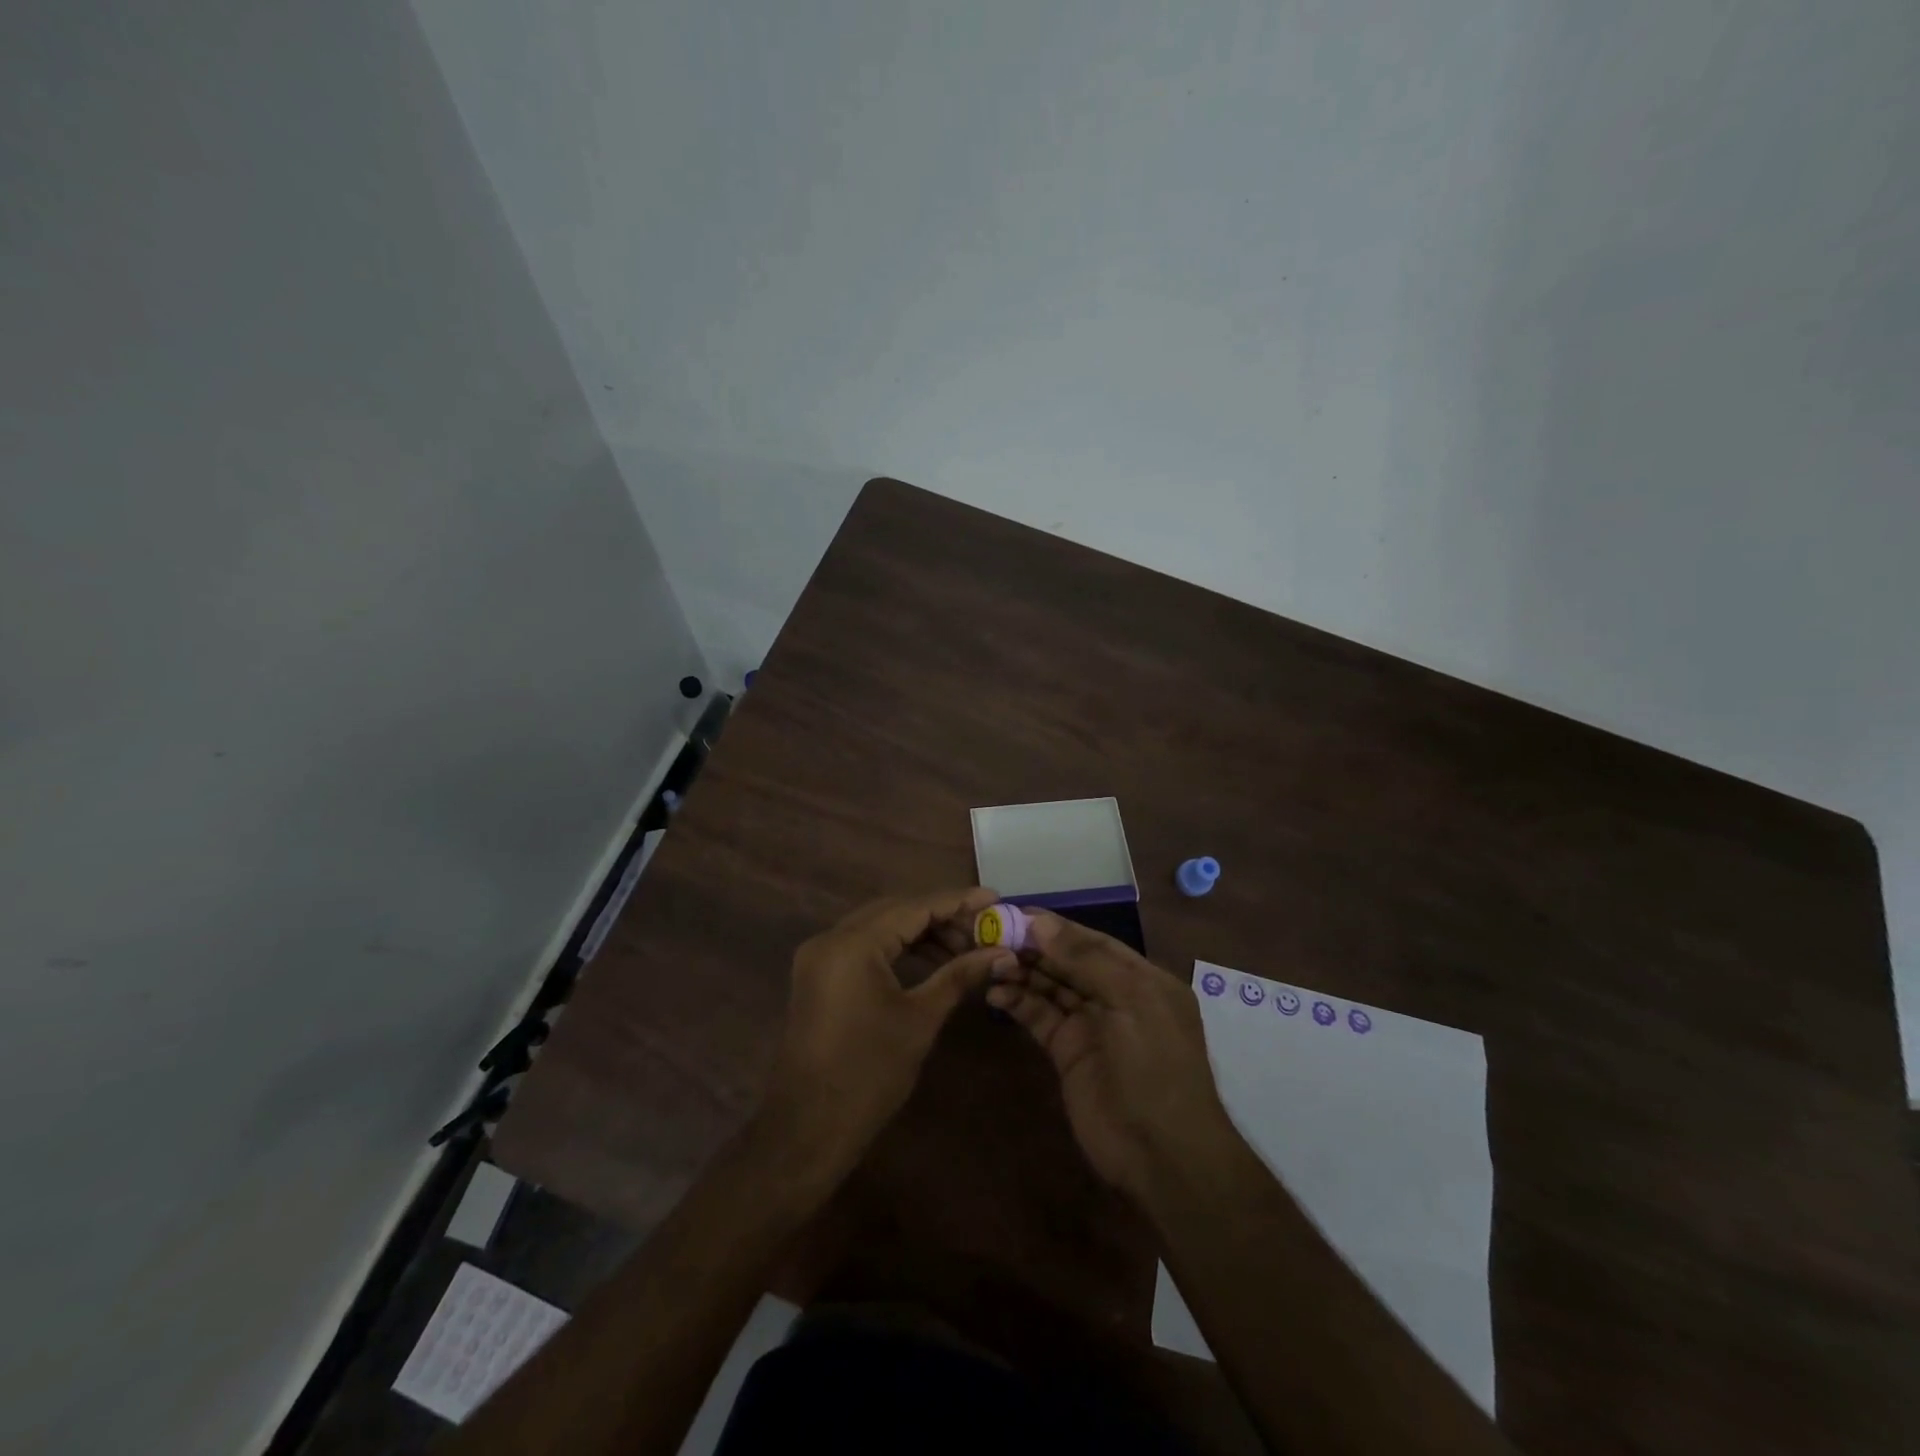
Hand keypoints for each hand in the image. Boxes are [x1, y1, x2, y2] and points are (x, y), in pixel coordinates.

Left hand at [764, 887, 1011, 1173]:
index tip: (994, 898)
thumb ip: (959, 976)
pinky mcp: (818, 975)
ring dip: (919, 931)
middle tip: (982, 925)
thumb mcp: (920, 1019)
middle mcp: (830, 939)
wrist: (808, 1128)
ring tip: (963, 946)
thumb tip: (1001, 953)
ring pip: (878, 926)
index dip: (957, 901)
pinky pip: (862, 945)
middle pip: (894, 910)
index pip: (913, 907)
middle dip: (940, 915)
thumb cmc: (869, 1074)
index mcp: (852, 944)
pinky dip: (896, 947)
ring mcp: (819, 956)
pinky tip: (929, 959)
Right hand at [987, 911, 1234, 1204]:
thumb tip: (1039, 922)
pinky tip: (994, 993)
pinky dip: (1018, 1003)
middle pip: (1068, 962)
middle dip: (1033, 947)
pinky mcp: (1067, 1053)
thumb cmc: (1155, 1067)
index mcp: (1142, 978)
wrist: (1161, 1155)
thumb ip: (1085, 960)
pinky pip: (1040, 1017)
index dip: (1055, 927)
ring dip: (1021, 972)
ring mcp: (1090, 1026)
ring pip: (1050, 987)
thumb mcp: (1130, 1002)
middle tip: (989, 933)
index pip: (1092, 942)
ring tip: (986, 960)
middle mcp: (1115, 996)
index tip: (1015, 912)